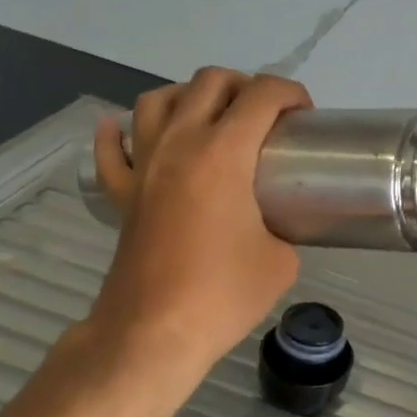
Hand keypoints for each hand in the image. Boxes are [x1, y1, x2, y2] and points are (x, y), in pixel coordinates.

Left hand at [80, 68, 311, 388]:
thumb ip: (283, 228)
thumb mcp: (281, 261)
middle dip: (245, 86)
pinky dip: (118, 133)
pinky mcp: (122, 194)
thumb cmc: (222, 295)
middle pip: (209, 82)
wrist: (154, 334)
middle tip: (265, 117)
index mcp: (223, 153)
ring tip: (211, 119)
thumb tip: (273, 226)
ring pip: (157, 100)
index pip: (262, 95)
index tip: (304, 116)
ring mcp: (144, 166)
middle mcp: (179, 144)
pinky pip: (112, 150)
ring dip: (189, 97)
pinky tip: (123, 131)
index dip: (291, 92)